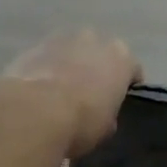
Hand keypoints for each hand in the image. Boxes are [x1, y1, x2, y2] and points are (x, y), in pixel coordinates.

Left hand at [0, 28, 141, 157]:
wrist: (34, 113)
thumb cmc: (81, 122)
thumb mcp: (106, 128)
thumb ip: (109, 113)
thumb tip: (101, 113)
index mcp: (121, 57)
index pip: (132, 70)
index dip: (126, 87)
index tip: (117, 102)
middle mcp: (94, 39)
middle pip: (100, 53)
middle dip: (96, 69)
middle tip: (88, 95)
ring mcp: (62, 39)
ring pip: (71, 51)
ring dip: (69, 65)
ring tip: (59, 93)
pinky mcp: (33, 46)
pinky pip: (46, 58)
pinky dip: (45, 69)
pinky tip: (38, 91)